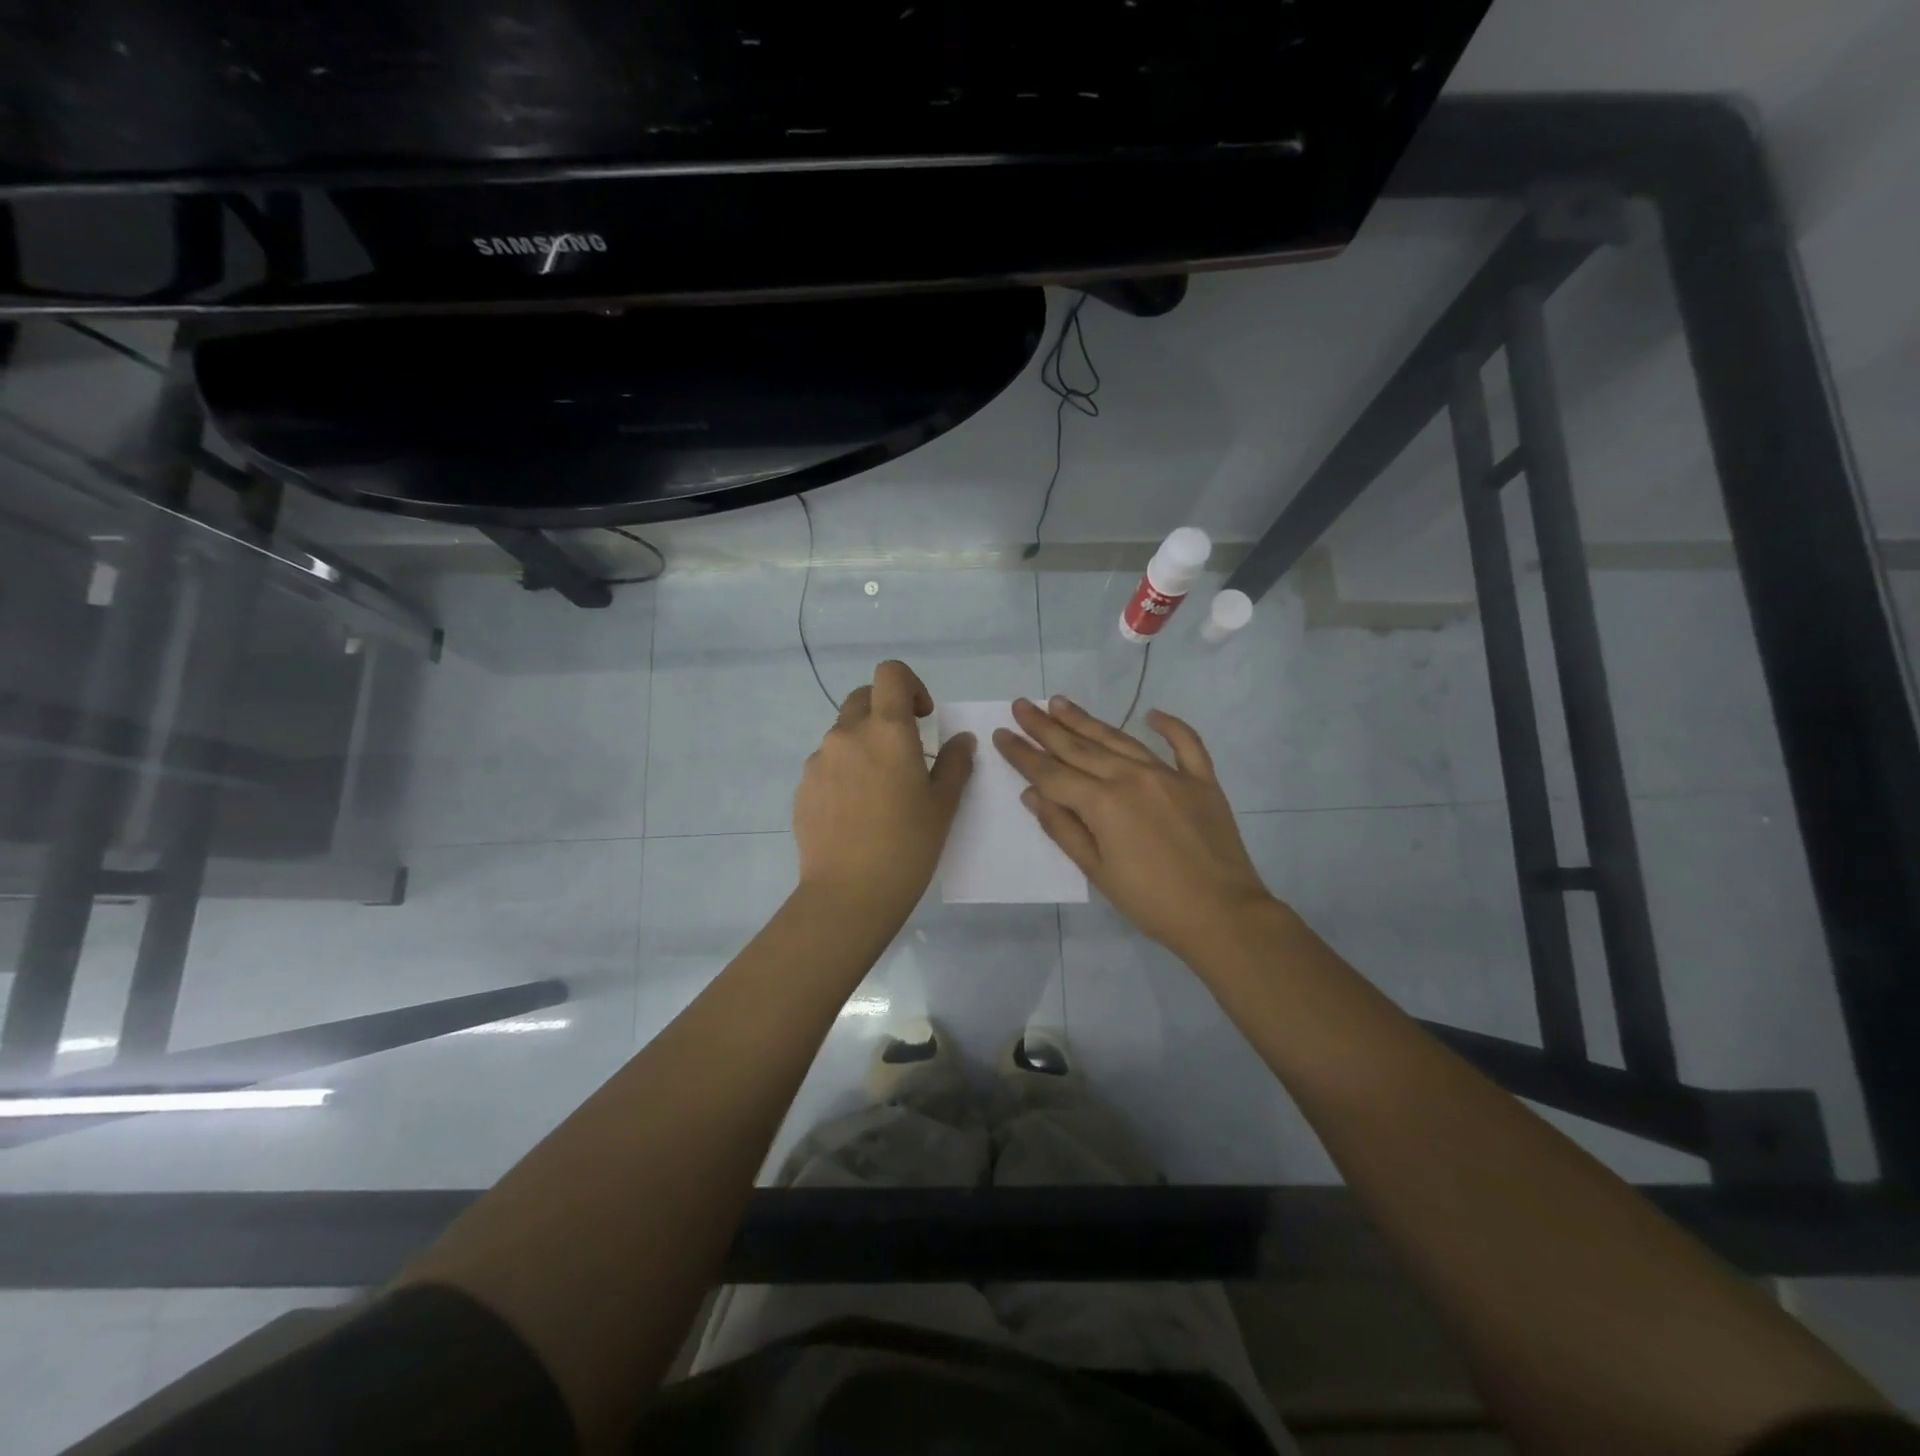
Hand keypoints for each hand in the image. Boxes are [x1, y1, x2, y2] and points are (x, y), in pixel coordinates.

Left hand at [793, 660, 974, 931]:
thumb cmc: (907, 844)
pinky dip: (844, 772)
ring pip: (843, 734)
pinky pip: (827, 765)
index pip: (890, 673)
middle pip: (863, 698)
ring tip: (880, 791)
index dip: (910, 685)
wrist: (849, 893)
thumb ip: (955, 763)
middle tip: (905, 751)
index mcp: (886, 730)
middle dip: (886, 712)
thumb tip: (962, 740)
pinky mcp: (802, 787)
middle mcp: (847, 734)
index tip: (922, 717)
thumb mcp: (943, 804)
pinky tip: (856, 813)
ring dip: (864, 745)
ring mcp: (818, 760)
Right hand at [994, 696, 1278, 962]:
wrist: (1223, 915)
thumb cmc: (1151, 902)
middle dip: (1046, 726)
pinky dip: (1170, 727)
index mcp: (1103, 802)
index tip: (1002, 733)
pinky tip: (1152, 714)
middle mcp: (1132, 777)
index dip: (1023, 754)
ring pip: (1120, 739)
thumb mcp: (1097, 872)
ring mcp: (1169, 775)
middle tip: (1023, 705)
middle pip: (1080, 747)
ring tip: (1060, 702)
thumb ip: (1064, 829)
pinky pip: (1186, 745)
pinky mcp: (1202, 781)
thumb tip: (1033, 794)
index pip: (1051, 772)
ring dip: (1087, 721)